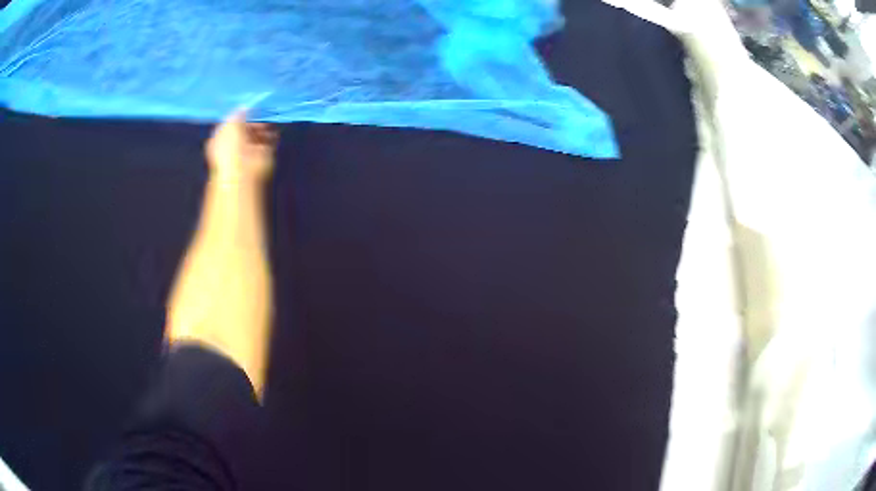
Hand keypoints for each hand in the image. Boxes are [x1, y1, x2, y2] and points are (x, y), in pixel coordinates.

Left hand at [205, 111, 277, 183]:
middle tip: (262, 110)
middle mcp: (235, 145)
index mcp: (221, 139)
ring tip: (269, 117)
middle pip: (246, 128)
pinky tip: (274, 127)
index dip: (239, 114)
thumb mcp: (231, 123)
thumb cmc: (230, 146)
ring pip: (258, 133)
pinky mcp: (263, 155)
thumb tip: (246, 107)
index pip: (231, 123)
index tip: (249, 106)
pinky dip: (273, 134)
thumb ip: (238, 113)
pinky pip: (270, 140)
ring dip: (264, 125)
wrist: (242, 170)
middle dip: (254, 119)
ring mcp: (249, 151)